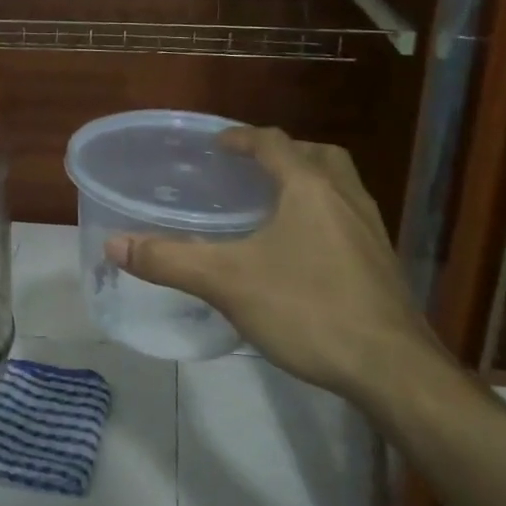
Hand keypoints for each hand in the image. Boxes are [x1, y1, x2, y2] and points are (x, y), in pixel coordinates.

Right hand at [106, 128, 444, 409]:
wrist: (392, 368)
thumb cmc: (307, 309)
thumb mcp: (226, 282)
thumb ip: (169, 260)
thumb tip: (114, 244)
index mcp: (310, 188)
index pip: (274, 143)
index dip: (242, 137)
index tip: (217, 145)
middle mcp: (346, 198)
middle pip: (318, 156)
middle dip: (285, 155)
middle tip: (252, 171)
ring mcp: (372, 231)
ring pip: (341, 187)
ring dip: (309, 184)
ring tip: (276, 208)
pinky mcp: (382, 264)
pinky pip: (350, 220)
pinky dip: (325, 218)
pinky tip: (304, 254)